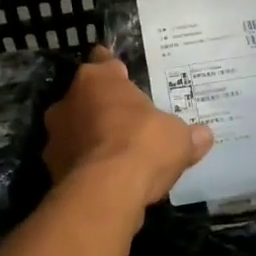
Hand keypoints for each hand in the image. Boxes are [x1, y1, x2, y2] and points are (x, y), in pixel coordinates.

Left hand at [44, 47, 213, 204]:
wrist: (105, 192)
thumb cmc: (142, 145)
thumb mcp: (177, 137)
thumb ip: (187, 135)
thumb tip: (204, 135)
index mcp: (96, 80)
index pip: (103, 63)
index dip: (113, 69)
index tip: (120, 73)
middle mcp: (68, 102)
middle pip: (86, 98)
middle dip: (103, 107)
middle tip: (126, 119)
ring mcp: (55, 137)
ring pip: (75, 130)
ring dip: (91, 138)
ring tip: (116, 154)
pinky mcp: (52, 169)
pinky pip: (74, 160)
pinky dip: (87, 166)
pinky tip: (107, 178)